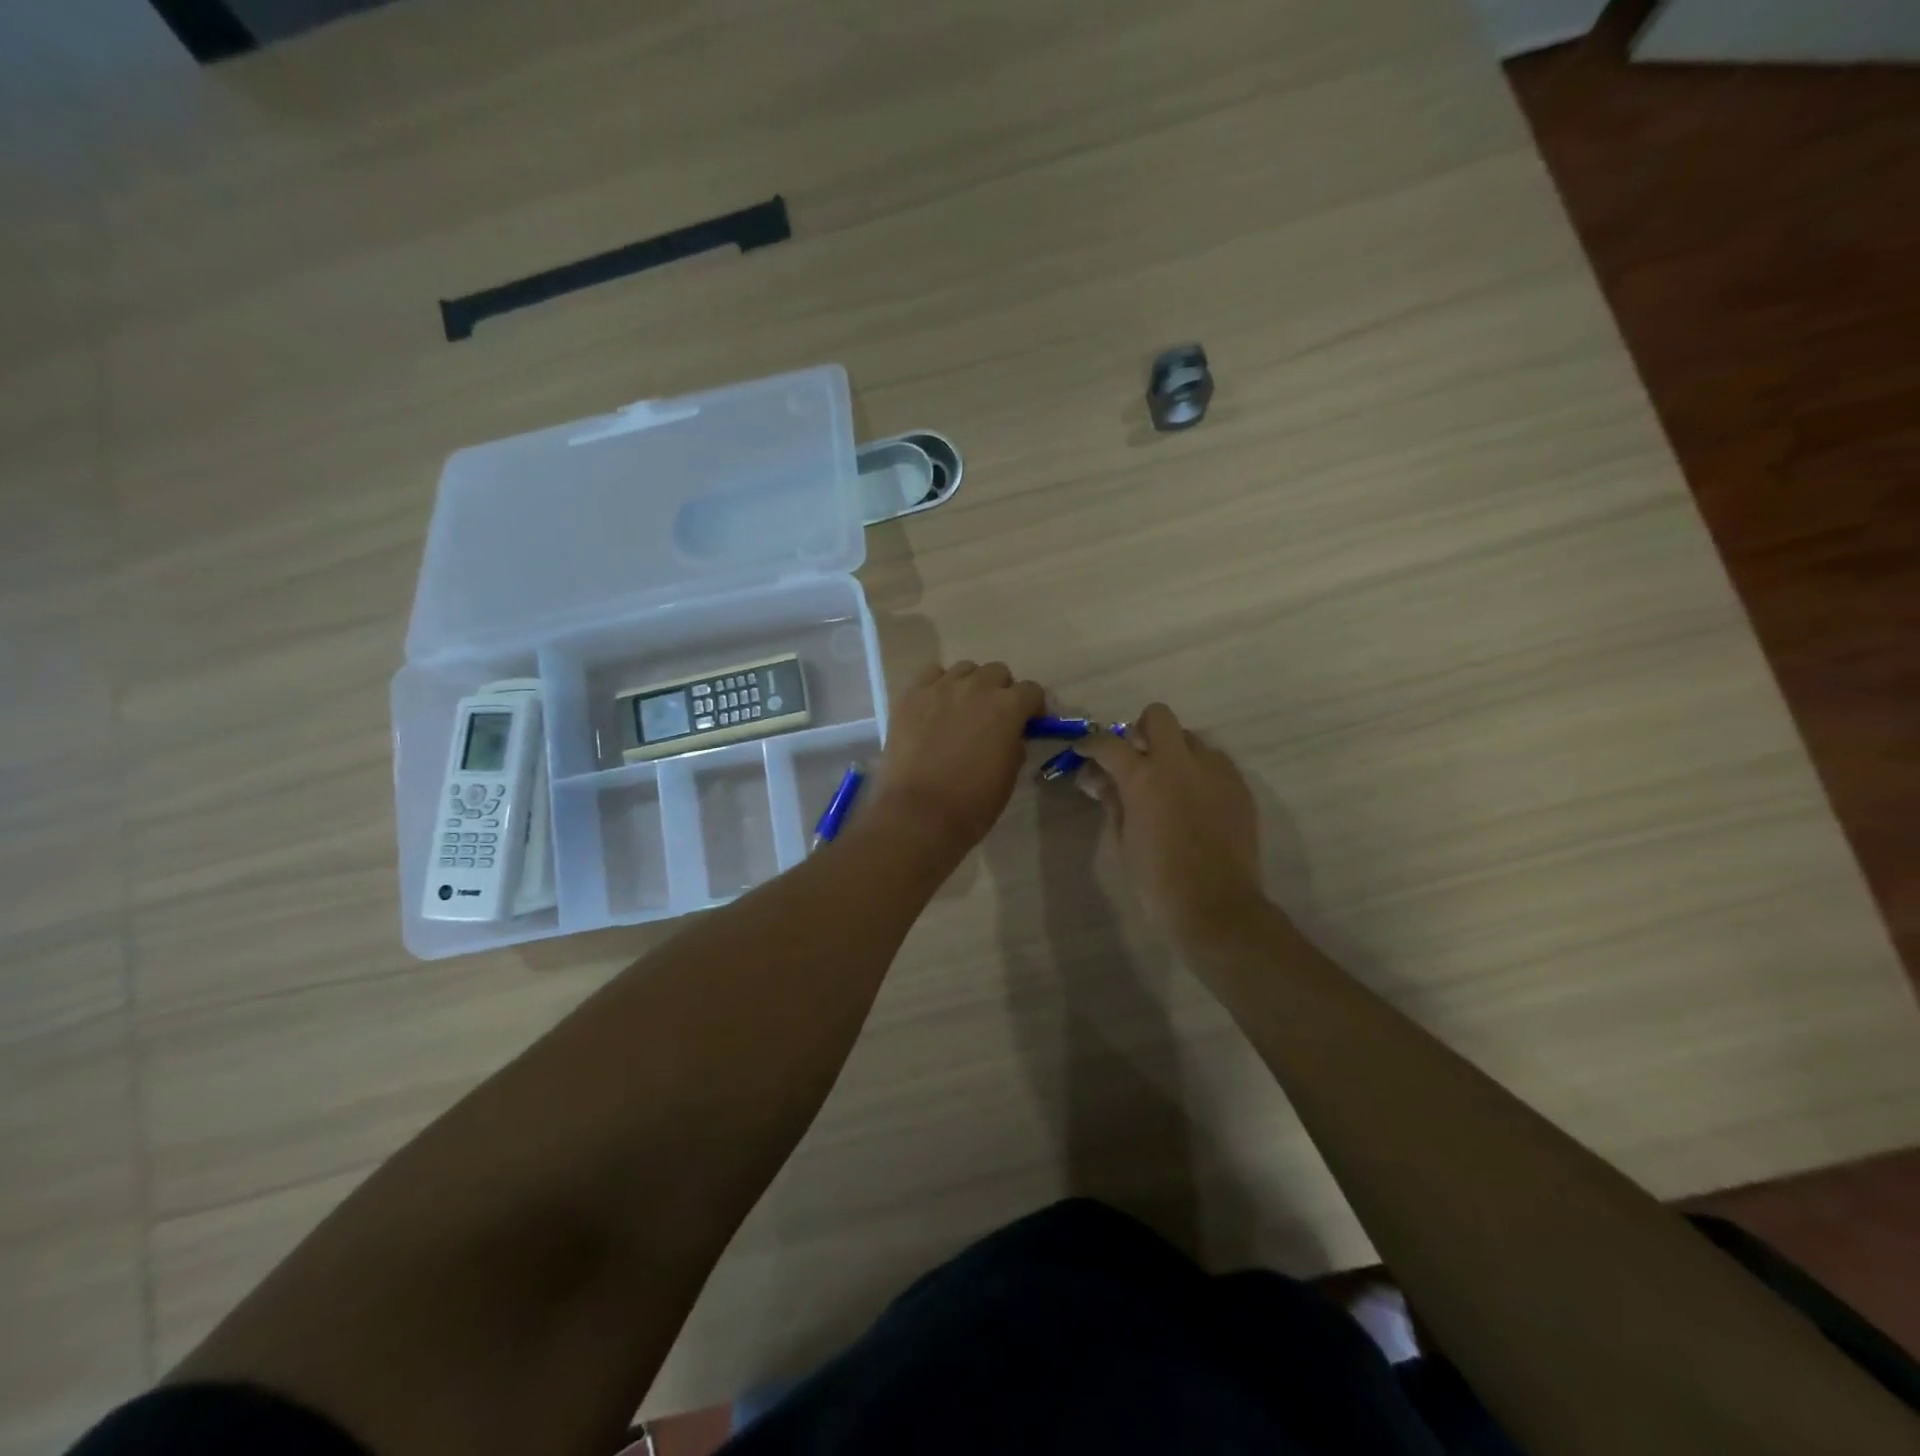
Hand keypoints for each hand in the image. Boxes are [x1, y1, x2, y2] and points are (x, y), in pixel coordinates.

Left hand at [867, 661, 1045, 859]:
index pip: (1031, 690)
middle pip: (997, 672)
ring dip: (970, 684)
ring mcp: (940, 688)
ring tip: (962, 709)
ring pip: (964, 669)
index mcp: (1008, 707)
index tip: (1029, 723)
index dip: (1033, 707)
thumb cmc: (972, 803)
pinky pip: (931, 675)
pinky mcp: (911, 695)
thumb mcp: (1008, 776)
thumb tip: (1011, 734)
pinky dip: (938, 685)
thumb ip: (1014, 745)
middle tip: (994, 716)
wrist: (919, 813)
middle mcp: (976, 687)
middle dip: (1001, 690)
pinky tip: (935, 706)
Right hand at [1076, 703, 1265, 936]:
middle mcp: (1180, 763)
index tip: (1084, 751)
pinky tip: (1195, 801)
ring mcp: (1215, 771)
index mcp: (1144, 777)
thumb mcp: (1124, 840)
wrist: (1216, 906)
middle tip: (1135, 758)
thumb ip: (1114, 801)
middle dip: (1141, 730)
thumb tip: (1101, 781)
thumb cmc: (1158, 879)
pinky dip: (1200, 772)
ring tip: (1169, 783)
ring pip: (1191, 739)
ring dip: (1174, 752)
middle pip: (1158, 716)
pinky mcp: (1239, 786)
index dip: (1091, 744)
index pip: (1109, 744)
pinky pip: (1216, 763)